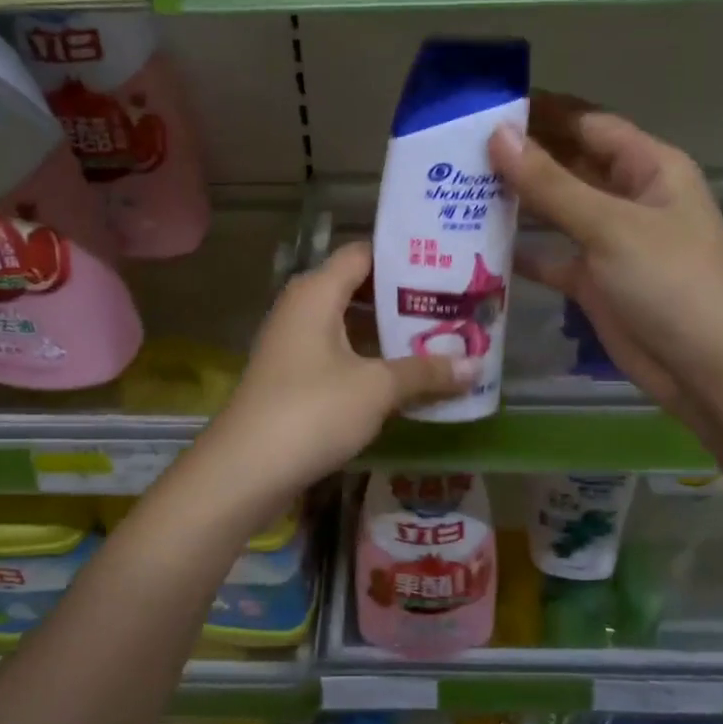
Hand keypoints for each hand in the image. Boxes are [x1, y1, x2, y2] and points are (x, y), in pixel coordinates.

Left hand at [200, 242, 469, 500]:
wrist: (245, 469)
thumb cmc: (313, 411)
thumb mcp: (377, 388)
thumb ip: (426, 372)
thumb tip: (477, 366)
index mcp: (316, 292)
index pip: (364, 254)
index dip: (403, 257)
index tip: (446, 265)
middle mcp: (301, 307)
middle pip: (358, 288)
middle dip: (403, 299)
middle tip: (452, 305)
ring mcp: (293, 343)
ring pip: (348, 324)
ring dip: (388, 333)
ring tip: (438, 338)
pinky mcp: (292, 376)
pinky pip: (338, 353)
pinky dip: (369, 358)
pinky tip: (403, 376)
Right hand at [488, 93, 722, 412]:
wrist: (705, 369)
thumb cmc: (669, 282)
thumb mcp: (609, 226)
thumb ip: (550, 183)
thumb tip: (497, 135)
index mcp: (649, 168)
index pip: (588, 124)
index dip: (542, 111)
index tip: (486, 104)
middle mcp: (628, 197)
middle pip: (569, 163)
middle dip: (522, 155)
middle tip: (458, 148)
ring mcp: (609, 241)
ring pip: (556, 210)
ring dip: (516, 201)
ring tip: (457, 189)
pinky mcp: (593, 280)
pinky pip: (550, 256)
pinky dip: (521, 251)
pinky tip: (476, 246)